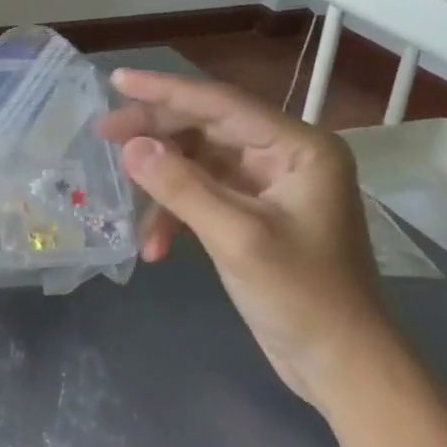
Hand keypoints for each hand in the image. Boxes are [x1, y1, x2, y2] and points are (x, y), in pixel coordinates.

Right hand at [98, 69, 390, 405]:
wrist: (342, 367)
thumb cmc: (303, 297)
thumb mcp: (236, 238)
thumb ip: (181, 187)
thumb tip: (129, 146)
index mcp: (299, 147)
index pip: (222, 104)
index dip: (165, 90)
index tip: (116, 79)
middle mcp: (285, 156)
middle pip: (207, 128)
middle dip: (155, 135)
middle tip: (103, 134)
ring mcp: (269, 186)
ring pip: (199, 163)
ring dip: (162, 185)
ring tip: (123, 200)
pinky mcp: (255, 214)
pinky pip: (204, 195)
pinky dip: (177, 214)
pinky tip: (154, 245)